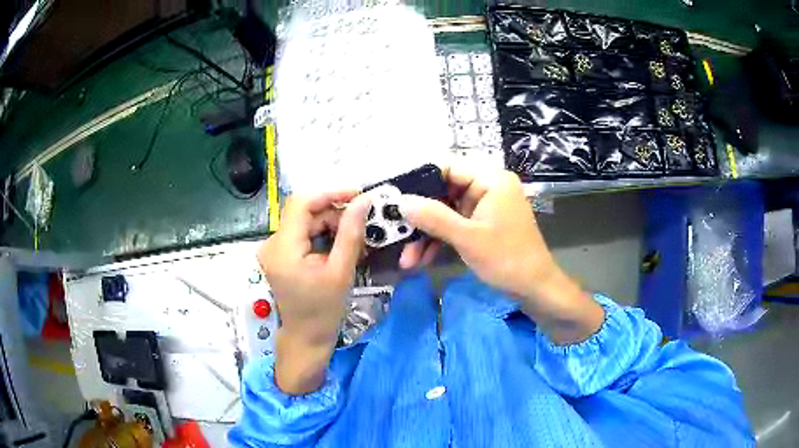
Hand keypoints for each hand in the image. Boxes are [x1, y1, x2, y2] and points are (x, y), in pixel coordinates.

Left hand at [258, 191, 370, 393]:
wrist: (306, 338)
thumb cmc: (323, 311)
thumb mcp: (341, 272)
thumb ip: (351, 233)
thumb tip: (363, 201)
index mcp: (284, 248)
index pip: (302, 203)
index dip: (330, 193)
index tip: (358, 195)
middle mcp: (273, 243)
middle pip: (304, 212)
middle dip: (334, 212)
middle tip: (363, 221)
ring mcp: (275, 250)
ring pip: (305, 222)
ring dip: (331, 223)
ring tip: (356, 236)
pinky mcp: (281, 256)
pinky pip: (304, 234)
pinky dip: (323, 235)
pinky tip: (341, 244)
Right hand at [399, 167, 603, 344]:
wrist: (535, 288)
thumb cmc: (507, 259)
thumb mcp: (468, 238)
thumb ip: (434, 217)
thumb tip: (401, 201)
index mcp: (490, 179)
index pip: (446, 167)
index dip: (418, 181)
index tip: (393, 198)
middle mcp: (487, 187)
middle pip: (443, 192)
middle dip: (420, 217)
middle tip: (395, 232)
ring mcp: (484, 207)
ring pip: (445, 212)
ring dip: (426, 234)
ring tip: (407, 258)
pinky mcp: (482, 224)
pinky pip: (454, 225)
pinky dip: (439, 240)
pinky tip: (422, 259)